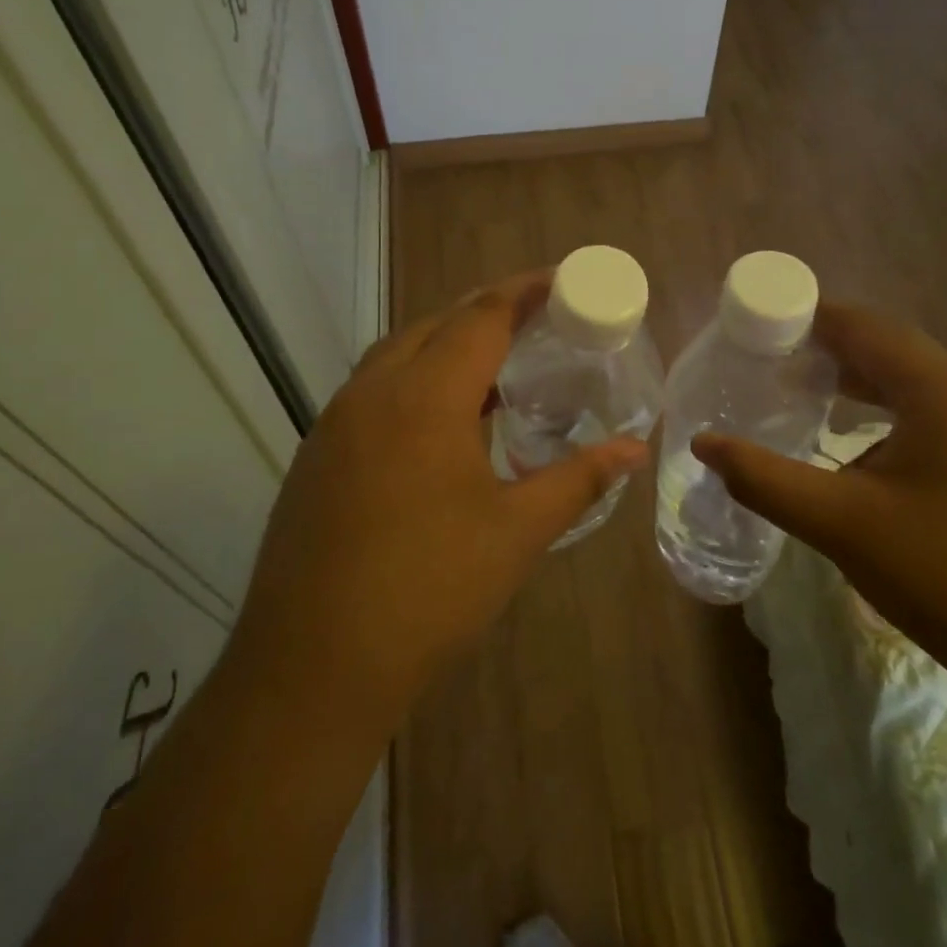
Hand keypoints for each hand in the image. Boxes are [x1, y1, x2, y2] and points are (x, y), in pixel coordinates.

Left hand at [234, 270, 648, 731]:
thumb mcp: (517, 532)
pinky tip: (439, 420)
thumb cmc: (429, 591)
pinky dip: (413, 380)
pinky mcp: (316, 455)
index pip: (481, 318)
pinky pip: (372, 390)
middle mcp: (373, 392)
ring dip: (445, 344)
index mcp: (425, 397)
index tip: (560, 279)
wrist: (313, 667)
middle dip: (485, 312)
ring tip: (493, 364)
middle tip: (534, 319)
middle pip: (435, 325)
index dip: (523, 292)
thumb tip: (633, 449)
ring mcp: (335, 423)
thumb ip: (578, 479)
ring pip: (397, 354)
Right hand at [692, 304, 946, 690]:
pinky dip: (903, 417)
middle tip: (775, 374)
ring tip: (814, 408)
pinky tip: (874, 455)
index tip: (762, 332)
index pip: (864, 326)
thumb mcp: (841, 524)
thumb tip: (703, 445)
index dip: (809, 321)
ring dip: (867, 390)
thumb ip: (763, 478)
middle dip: (832, 358)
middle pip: (894, 352)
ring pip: (924, 384)